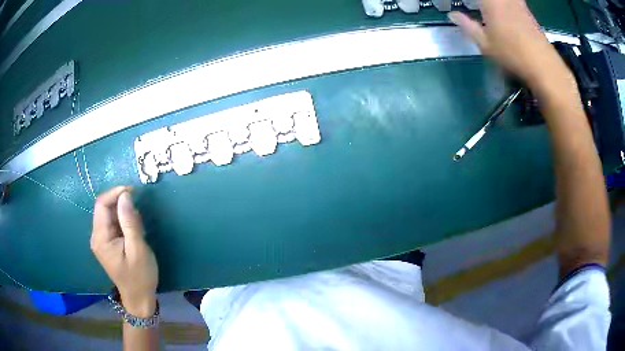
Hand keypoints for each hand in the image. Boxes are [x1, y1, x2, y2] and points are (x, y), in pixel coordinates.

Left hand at [90, 187, 158, 317]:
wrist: (139, 299)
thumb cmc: (140, 276)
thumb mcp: (138, 249)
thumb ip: (130, 222)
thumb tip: (125, 196)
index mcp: (101, 238)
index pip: (101, 204)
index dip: (115, 193)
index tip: (133, 191)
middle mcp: (97, 236)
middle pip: (104, 208)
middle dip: (121, 204)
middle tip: (139, 213)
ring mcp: (102, 240)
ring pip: (110, 215)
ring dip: (124, 214)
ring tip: (139, 227)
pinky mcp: (108, 244)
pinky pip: (114, 224)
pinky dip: (124, 222)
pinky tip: (135, 232)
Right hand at [448, 0, 576, 98]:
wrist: (550, 74)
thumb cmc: (517, 60)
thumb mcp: (487, 45)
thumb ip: (469, 27)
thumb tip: (452, 14)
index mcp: (494, 3)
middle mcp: (508, 0)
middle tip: (480, 0)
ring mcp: (520, 6)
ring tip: (489, 3)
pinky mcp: (529, 15)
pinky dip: (505, 0)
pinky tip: (502, 4)